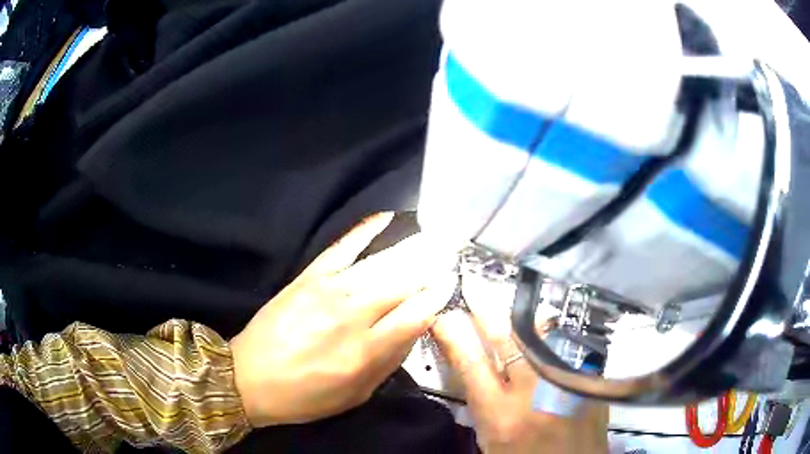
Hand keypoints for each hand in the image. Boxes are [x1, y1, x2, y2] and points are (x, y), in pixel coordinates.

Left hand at [230, 213, 455, 426]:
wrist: (248, 378)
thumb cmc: (304, 396)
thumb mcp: (354, 396)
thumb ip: (388, 363)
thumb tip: (414, 330)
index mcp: (365, 352)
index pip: (416, 315)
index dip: (438, 296)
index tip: (452, 283)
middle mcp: (352, 316)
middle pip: (403, 284)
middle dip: (431, 267)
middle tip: (451, 252)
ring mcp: (328, 291)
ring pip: (380, 265)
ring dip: (412, 249)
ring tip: (434, 237)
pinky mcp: (308, 278)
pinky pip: (342, 248)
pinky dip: (365, 230)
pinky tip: (386, 218)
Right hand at [431, 276, 608, 453]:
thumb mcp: (491, 438)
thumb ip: (483, 402)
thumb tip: (473, 364)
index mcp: (501, 415)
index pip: (470, 362)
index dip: (453, 333)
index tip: (443, 316)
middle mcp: (534, 392)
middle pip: (506, 338)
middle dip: (485, 312)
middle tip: (473, 293)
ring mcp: (566, 380)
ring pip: (541, 332)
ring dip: (521, 319)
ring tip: (512, 308)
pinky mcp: (588, 377)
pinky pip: (566, 343)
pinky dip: (551, 334)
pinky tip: (546, 330)